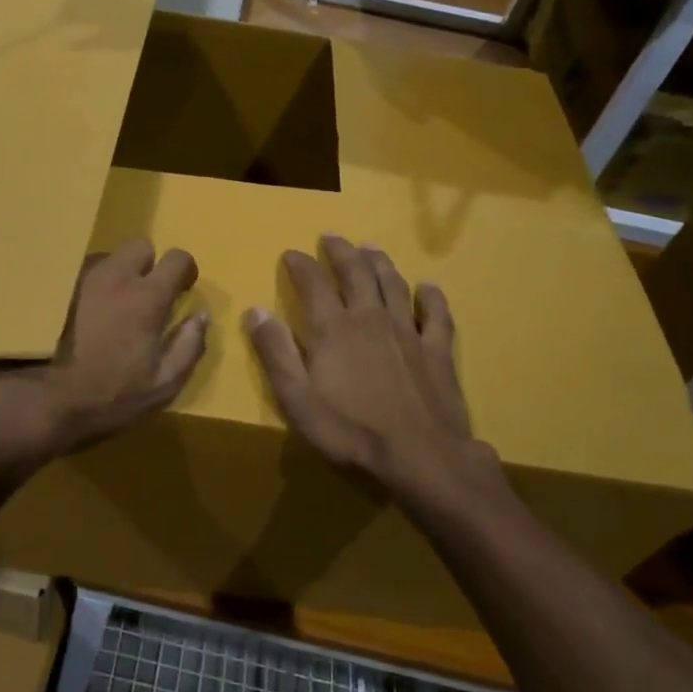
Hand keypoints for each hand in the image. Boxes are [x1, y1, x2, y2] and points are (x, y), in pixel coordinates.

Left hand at [0, 239, 208, 460]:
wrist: (42, 401)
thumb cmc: (110, 396)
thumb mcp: (163, 384)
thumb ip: (189, 345)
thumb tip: (201, 316)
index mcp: (146, 296)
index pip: (177, 258)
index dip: (185, 271)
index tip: (182, 290)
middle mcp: (114, 275)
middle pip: (140, 246)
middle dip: (149, 265)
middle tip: (145, 297)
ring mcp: (80, 278)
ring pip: (108, 258)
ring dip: (117, 275)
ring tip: (110, 308)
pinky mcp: (55, 288)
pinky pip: (81, 272)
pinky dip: (90, 285)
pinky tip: (83, 314)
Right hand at [245, 236, 496, 505]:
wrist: (420, 455)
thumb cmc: (350, 429)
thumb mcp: (297, 397)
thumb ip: (275, 351)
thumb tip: (255, 310)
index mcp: (333, 328)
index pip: (313, 283)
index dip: (301, 264)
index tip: (291, 252)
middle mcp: (369, 318)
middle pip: (355, 273)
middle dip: (342, 252)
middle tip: (333, 236)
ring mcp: (407, 332)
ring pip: (392, 285)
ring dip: (380, 263)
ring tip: (371, 248)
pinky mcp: (436, 351)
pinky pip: (436, 315)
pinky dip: (431, 297)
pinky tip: (428, 286)